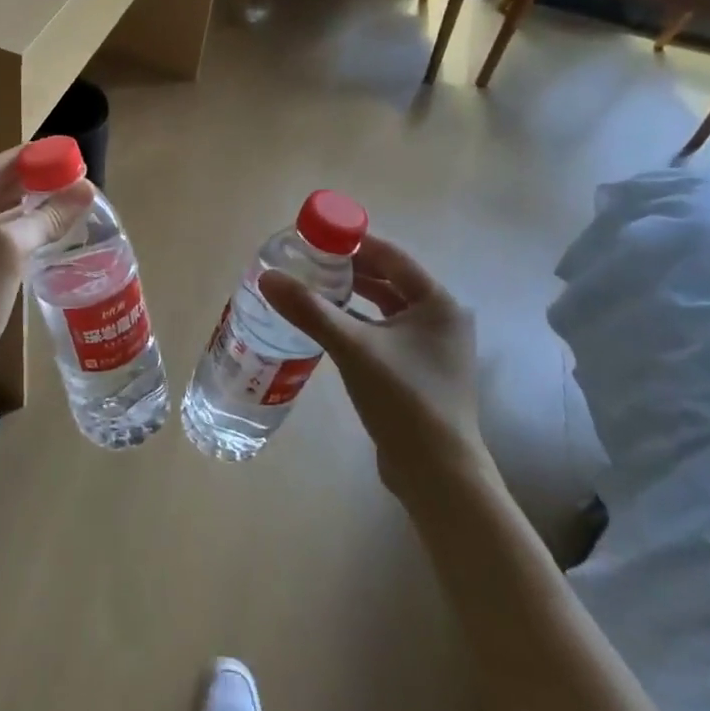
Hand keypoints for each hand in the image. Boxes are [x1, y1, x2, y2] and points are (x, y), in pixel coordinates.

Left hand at [0, 148, 91, 388]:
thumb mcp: (10, 249)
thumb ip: (47, 216)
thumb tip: (85, 188)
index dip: (29, 159)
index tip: (63, 151)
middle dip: (29, 185)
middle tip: (69, 176)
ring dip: (23, 210)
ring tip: (62, 199)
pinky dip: (12, 234)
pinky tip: (41, 232)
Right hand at [259, 235, 486, 498]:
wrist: (437, 474)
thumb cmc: (404, 400)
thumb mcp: (353, 348)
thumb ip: (310, 310)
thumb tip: (268, 278)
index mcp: (438, 303)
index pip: (392, 257)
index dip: (354, 243)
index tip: (316, 236)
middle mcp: (441, 319)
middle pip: (388, 281)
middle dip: (349, 270)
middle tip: (306, 263)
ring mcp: (432, 348)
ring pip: (385, 309)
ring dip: (351, 298)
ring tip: (311, 289)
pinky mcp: (418, 372)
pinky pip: (383, 334)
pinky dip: (357, 325)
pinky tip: (326, 327)